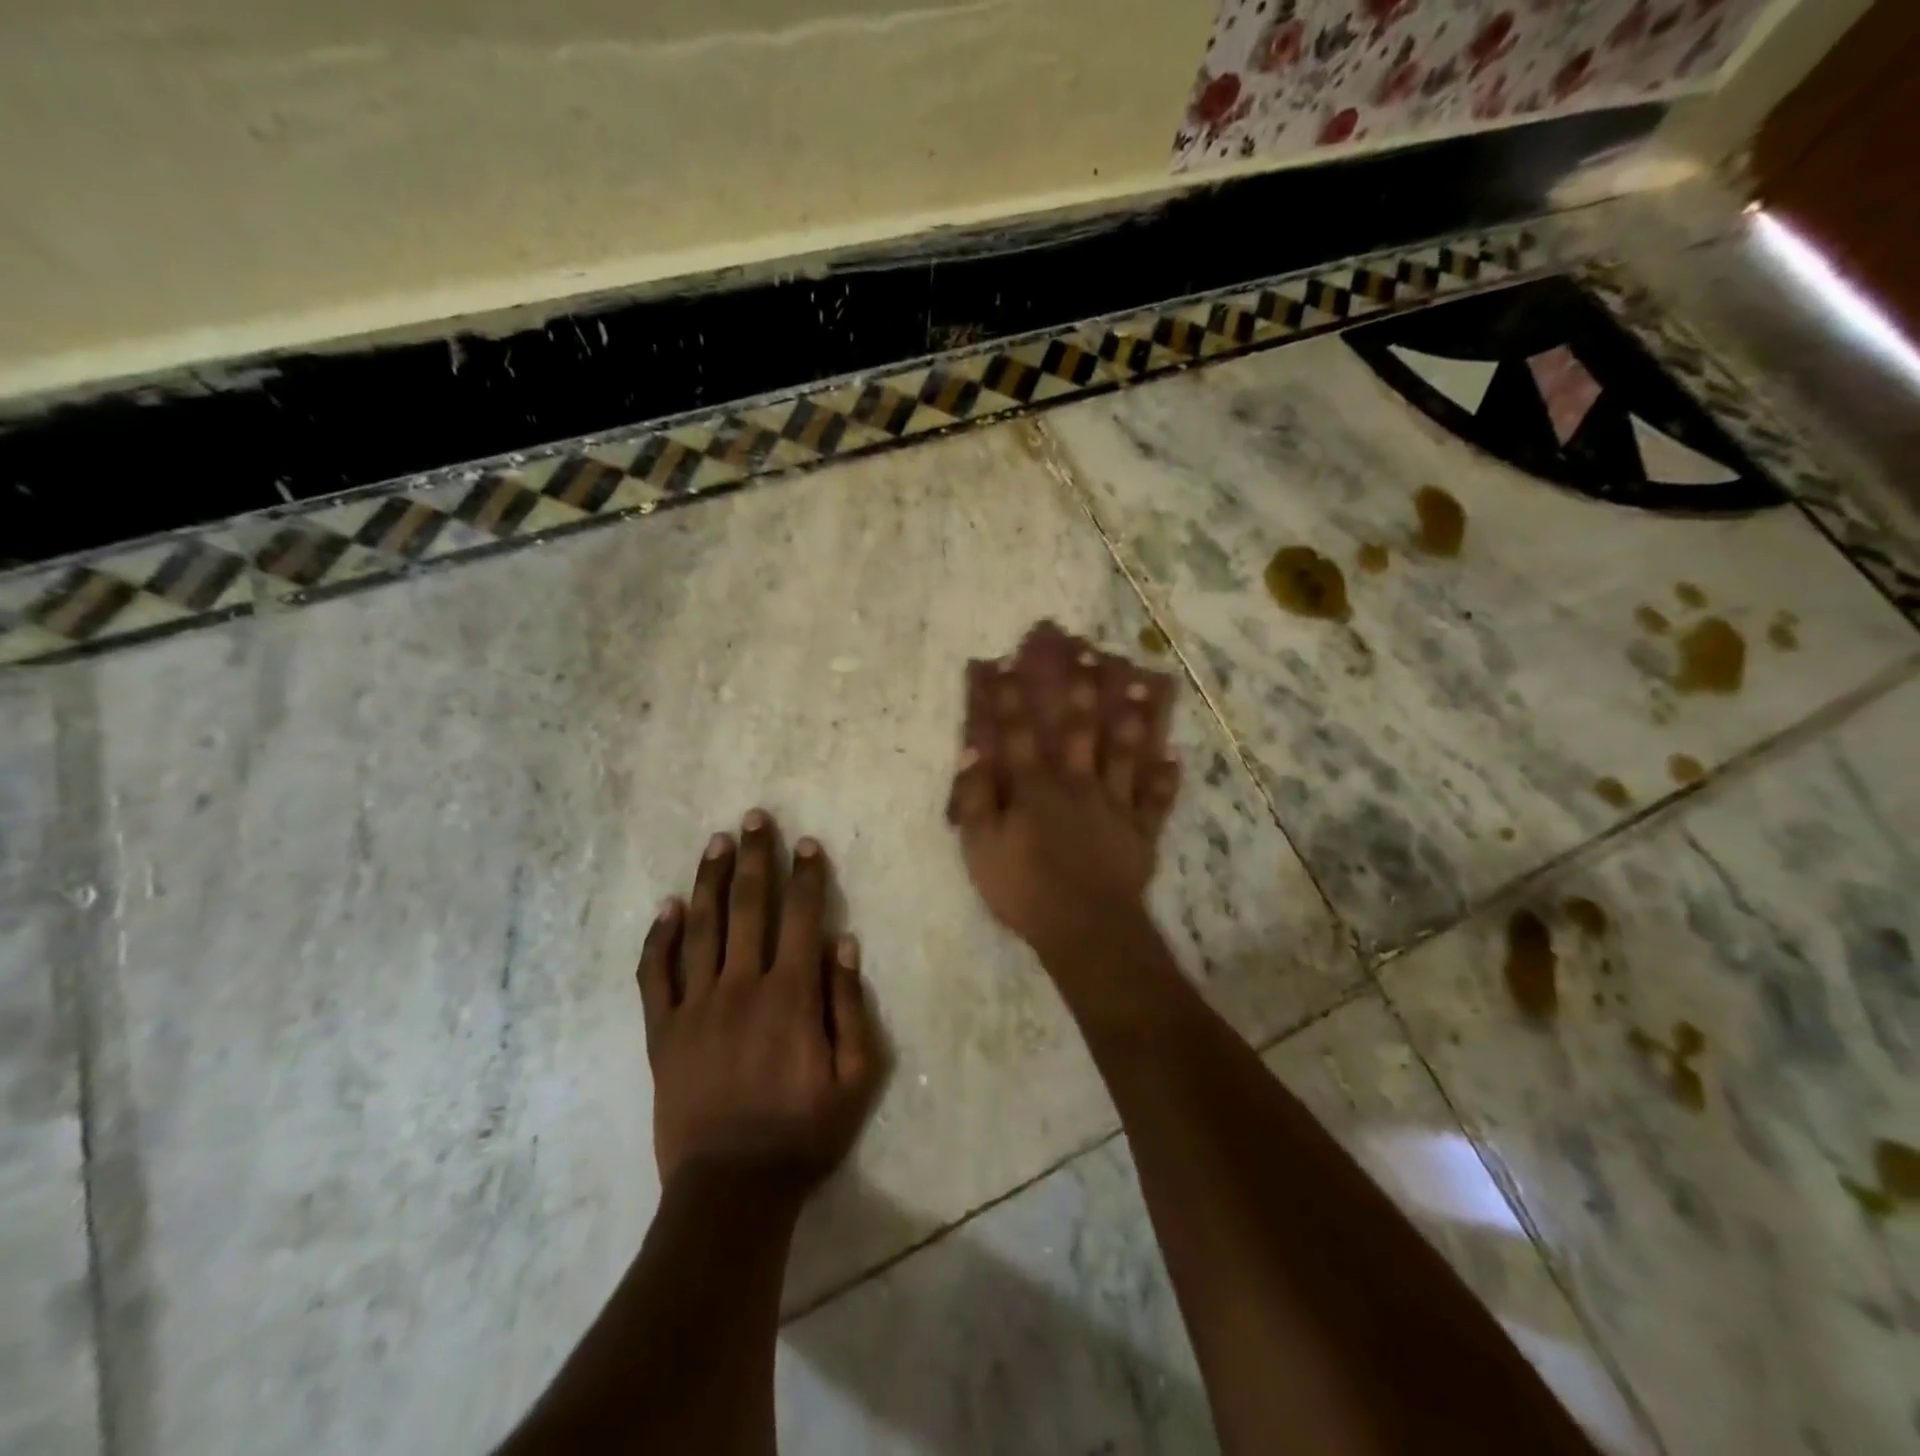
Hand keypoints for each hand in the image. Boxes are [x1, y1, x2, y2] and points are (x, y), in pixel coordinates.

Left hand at [638, 810, 883, 1194]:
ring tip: (716, 842)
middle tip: (754, 818)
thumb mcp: (856, 1078)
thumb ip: (850, 1007)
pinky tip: (666, 907)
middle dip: (754, 858)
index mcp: (791, 995)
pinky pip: (655, 975)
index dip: (807, 875)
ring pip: (700, 928)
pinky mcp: (663, 1033)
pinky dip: (659, 938)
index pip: (801, 916)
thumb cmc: (803, 1134)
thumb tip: (843, 943)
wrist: (730, 1192)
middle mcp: (741, 986)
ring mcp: (696, 1007)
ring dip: (709, 880)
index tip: (807, 843)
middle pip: (748, 907)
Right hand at [948, 658, 1179, 956]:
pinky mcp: (1140, 832)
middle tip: (1089, 651)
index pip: (1019, 734)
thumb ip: (977, 798)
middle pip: (1080, 730)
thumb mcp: (981, 847)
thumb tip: (973, 752)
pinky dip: (1165, 781)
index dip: (1010, 699)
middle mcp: (1077, 784)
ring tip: (1140, 681)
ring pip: (1124, 753)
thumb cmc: (1025, 889)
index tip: (1008, 663)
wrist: (1085, 929)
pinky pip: (1155, 802)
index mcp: (1036, 788)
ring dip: (1132, 717)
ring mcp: (1114, 806)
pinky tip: (1174, 760)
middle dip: (1081, 688)